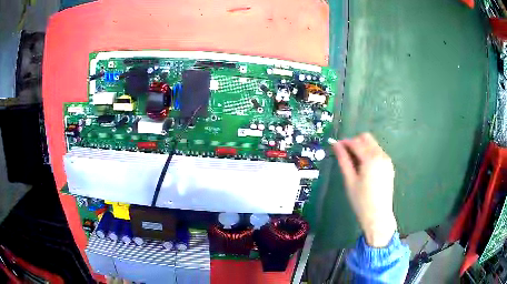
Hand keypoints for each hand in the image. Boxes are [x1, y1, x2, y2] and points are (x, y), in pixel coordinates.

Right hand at [329, 133, 396, 247]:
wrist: (378, 215)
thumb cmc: (361, 200)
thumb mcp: (350, 180)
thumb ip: (343, 160)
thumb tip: (335, 145)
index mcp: (370, 158)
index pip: (356, 142)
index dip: (344, 142)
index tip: (336, 147)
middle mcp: (381, 155)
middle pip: (366, 138)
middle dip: (354, 142)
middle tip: (345, 155)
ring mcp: (387, 160)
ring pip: (373, 144)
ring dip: (362, 148)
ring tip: (354, 164)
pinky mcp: (389, 166)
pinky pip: (378, 152)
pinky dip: (369, 154)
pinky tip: (364, 168)